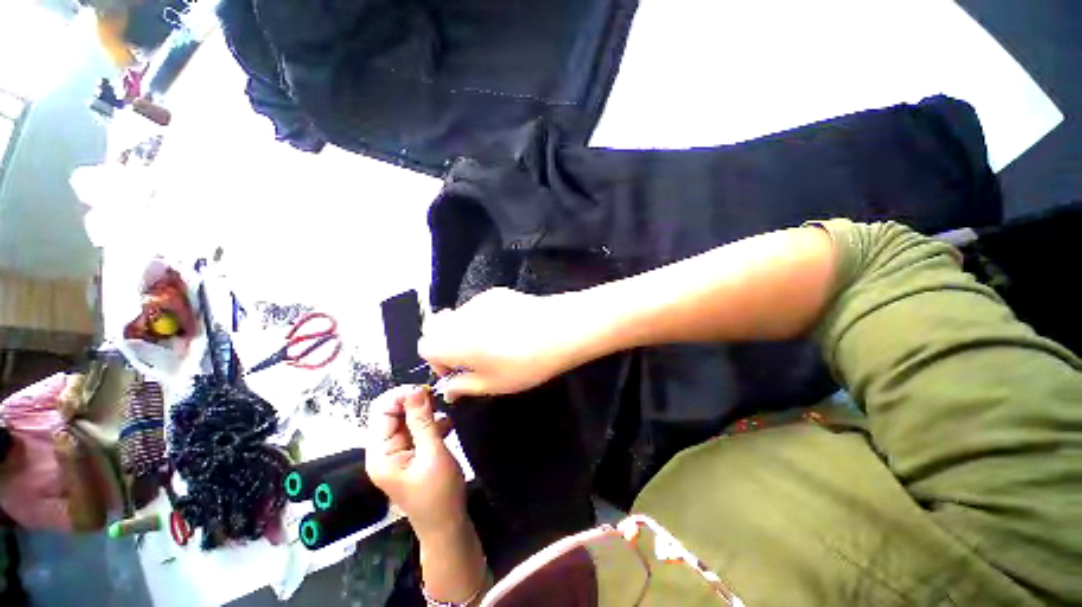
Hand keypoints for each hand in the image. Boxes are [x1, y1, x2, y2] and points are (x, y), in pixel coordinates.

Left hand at [366, 386, 463, 538]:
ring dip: (426, 412)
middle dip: (416, 402)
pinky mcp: (411, 454)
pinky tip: (446, 426)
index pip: (381, 410)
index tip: (428, 390)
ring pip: (407, 419)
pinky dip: (431, 423)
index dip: (402, 395)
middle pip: (393, 413)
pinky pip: (417, 429)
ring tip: (445, 415)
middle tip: (439, 399)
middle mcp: (384, 450)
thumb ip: (423, 420)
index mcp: (381, 453)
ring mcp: (398, 452)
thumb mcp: (433, 453)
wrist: (447, 525)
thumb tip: (415, 389)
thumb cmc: (439, 493)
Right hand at [419, 288, 586, 401]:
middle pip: (437, 328)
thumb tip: (449, 388)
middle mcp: (459, 317)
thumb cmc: (524, 363)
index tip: (459, 372)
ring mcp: (478, 300)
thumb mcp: (492, 384)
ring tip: (494, 343)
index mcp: (452, 341)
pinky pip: (478, 307)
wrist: (558, 330)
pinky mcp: (496, 292)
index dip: (437, 362)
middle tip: (473, 359)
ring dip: (466, 331)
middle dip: (448, 344)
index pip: (425, 347)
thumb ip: (463, 386)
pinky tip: (508, 327)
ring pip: (458, 317)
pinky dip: (482, 319)